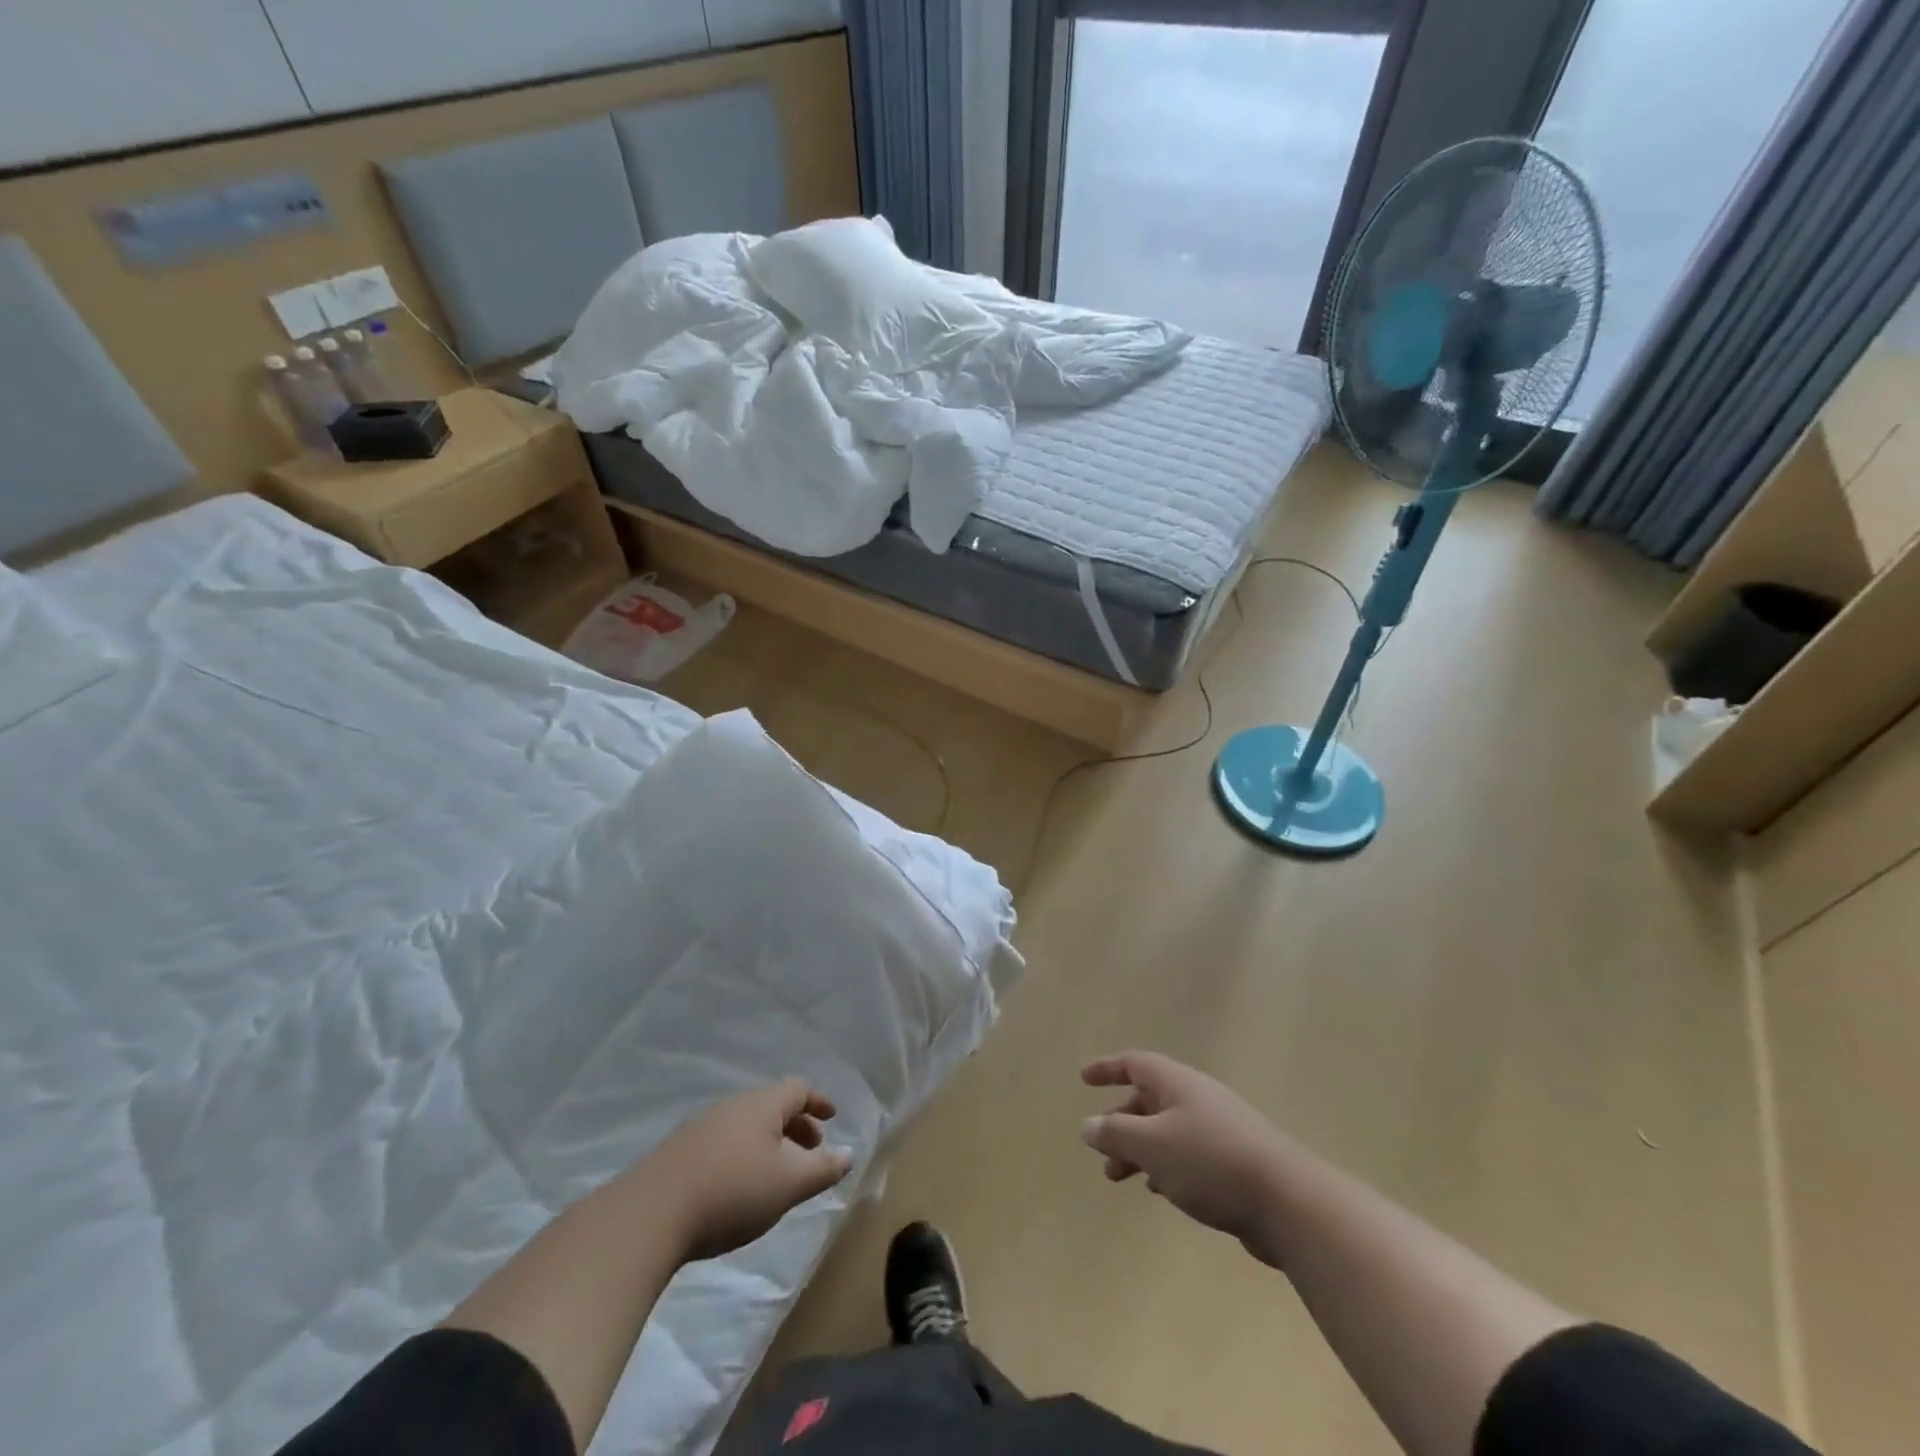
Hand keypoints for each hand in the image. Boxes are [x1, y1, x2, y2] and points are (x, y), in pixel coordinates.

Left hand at [648, 1079, 853, 1262]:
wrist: (649, 1215)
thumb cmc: (731, 1192)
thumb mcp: (787, 1185)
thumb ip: (822, 1169)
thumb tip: (849, 1153)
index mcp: (762, 1105)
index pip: (798, 1089)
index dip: (818, 1102)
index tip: (832, 1117)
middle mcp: (733, 1106)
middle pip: (772, 1105)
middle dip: (796, 1124)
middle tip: (812, 1150)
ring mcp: (702, 1126)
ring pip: (747, 1124)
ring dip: (769, 1141)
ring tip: (777, 1173)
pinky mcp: (679, 1151)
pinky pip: (725, 1141)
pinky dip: (744, 1153)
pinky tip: (739, 1184)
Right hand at [1081, 1051, 1291, 1267]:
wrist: (1287, 1201)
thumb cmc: (1210, 1162)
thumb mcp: (1152, 1145)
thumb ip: (1115, 1134)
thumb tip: (1088, 1125)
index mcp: (1178, 1083)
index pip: (1135, 1063)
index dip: (1107, 1068)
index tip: (1083, 1079)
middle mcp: (1197, 1098)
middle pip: (1149, 1098)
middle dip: (1120, 1121)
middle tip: (1102, 1150)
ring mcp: (1219, 1129)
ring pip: (1167, 1130)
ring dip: (1140, 1149)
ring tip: (1121, 1178)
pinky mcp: (1234, 1161)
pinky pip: (1187, 1153)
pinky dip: (1165, 1165)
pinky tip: (1161, 1190)